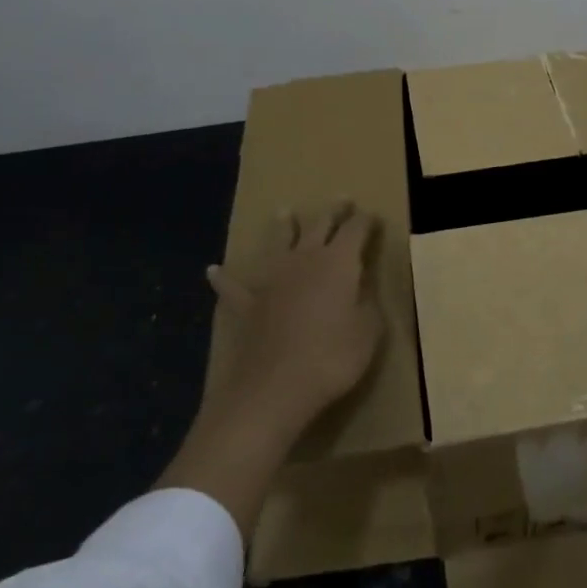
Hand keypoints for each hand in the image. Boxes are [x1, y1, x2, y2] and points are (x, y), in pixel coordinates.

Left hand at [203, 201, 382, 442]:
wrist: (274, 388)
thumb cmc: (332, 357)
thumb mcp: (369, 332)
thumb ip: (368, 304)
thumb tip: (364, 289)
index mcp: (339, 262)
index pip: (356, 230)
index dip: (365, 221)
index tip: (372, 216)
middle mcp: (304, 259)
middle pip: (320, 225)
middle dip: (333, 212)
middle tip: (340, 200)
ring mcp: (272, 279)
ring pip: (278, 242)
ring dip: (282, 226)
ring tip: (284, 212)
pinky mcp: (247, 303)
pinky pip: (233, 285)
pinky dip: (225, 277)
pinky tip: (214, 270)